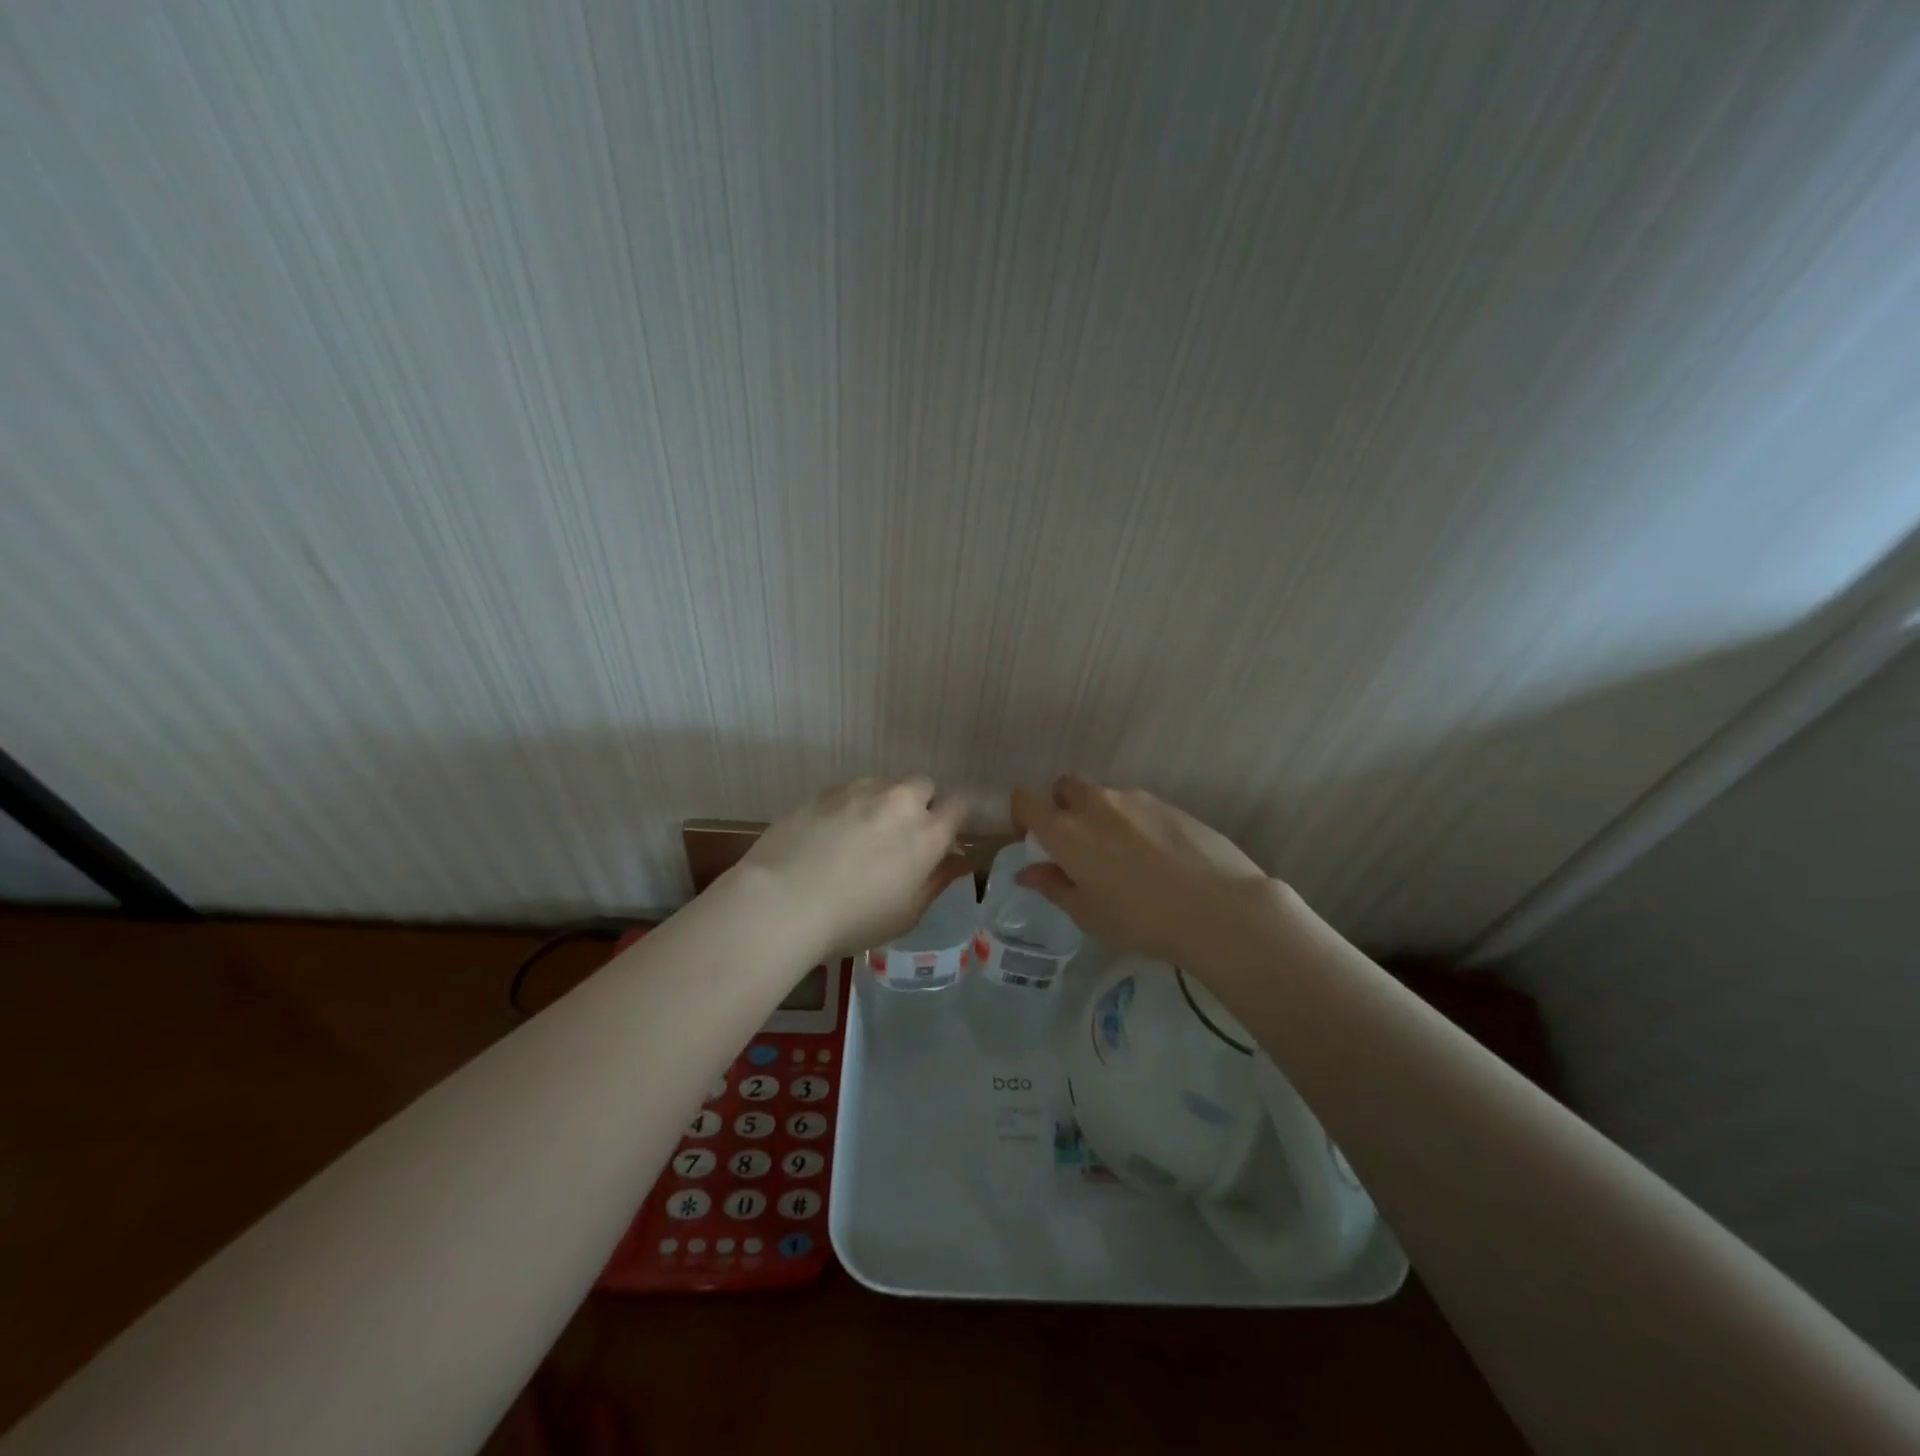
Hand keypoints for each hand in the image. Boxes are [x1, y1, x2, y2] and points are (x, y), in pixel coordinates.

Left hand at [737, 777, 972, 958]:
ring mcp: (860, 791)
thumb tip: (961, 860)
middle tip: (903, 835)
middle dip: (921, 803)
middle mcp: (899, 802)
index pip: (961, 805)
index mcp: (927, 834)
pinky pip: (850, 790)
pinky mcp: (825, 791)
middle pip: (924, 785)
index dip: (959, 816)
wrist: (782, 901)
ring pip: (885, 784)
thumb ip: (937, 881)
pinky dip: (851, 805)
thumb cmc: (852, 921)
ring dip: (884, 802)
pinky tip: (831, 833)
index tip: (950, 833)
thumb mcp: (906, 914)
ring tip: (862, 833)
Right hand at [1010, 776, 1284, 965]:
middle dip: (1063, 808)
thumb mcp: (1087, 913)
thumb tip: (1028, 871)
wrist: (1218, 907)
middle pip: (1064, 787)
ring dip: (1100, 816)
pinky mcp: (1167, 802)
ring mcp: (1134, 798)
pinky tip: (1156, 856)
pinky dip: (1133, 822)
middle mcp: (1094, 803)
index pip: (1024, 800)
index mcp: (1065, 829)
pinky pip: (1135, 805)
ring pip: (1103, 796)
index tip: (1036, 842)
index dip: (1023, 817)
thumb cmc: (1140, 918)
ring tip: (1123, 856)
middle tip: (1078, 847)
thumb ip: (1053, 885)